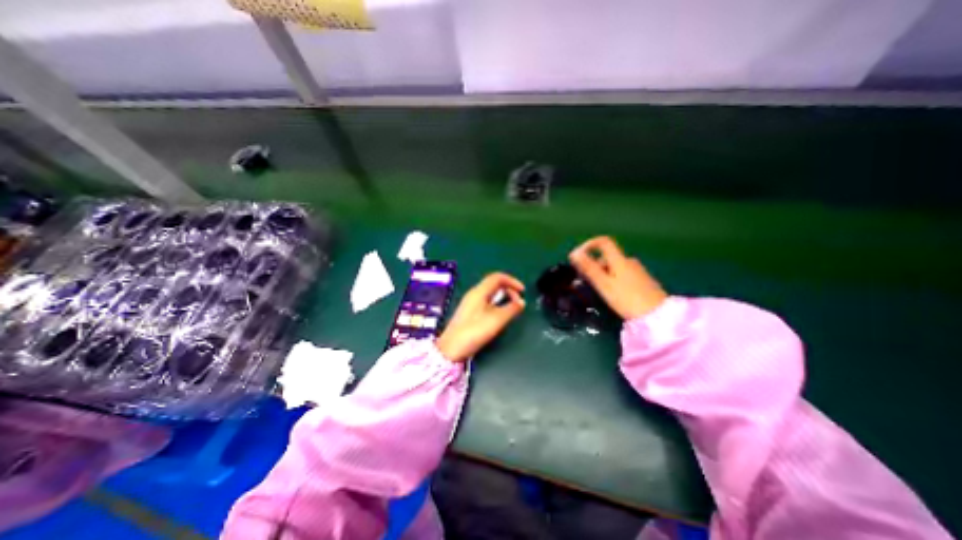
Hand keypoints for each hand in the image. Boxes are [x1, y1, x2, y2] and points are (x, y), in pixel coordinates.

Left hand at [436, 274, 524, 361]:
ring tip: (512, 309)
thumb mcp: (497, 319)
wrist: (452, 348)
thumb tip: (521, 302)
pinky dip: (496, 304)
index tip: (523, 291)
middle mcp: (474, 294)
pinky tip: (499, 315)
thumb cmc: (474, 331)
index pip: (497, 277)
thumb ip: (511, 309)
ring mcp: (470, 303)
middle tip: (518, 302)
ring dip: (503, 297)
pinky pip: (486, 302)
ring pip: (490, 294)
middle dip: (509, 290)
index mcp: (479, 291)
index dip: (512, 281)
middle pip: (494, 284)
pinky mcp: (469, 313)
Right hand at [566, 236, 665, 319]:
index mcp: (619, 260)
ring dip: (602, 274)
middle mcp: (629, 261)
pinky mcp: (643, 281)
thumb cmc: (627, 299)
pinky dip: (612, 279)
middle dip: (593, 265)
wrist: (658, 316)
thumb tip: (573, 252)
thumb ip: (589, 268)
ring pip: (614, 267)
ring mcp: (637, 271)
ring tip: (596, 290)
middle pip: (607, 257)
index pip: (603, 242)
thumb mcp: (604, 284)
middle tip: (584, 281)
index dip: (589, 245)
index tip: (577, 257)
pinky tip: (611, 294)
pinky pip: (622, 275)